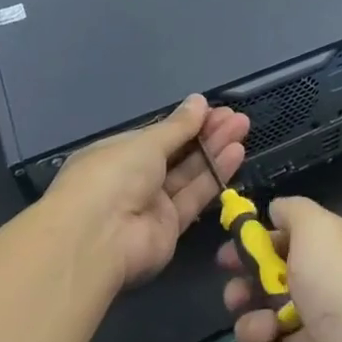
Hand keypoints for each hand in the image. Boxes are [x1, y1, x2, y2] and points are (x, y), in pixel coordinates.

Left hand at [51, 94, 248, 291]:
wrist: (98, 240)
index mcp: (117, 155)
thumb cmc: (113, 176)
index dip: (186, 123)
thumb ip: (178, 125)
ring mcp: (151, 205)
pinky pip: (194, 197)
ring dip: (215, 150)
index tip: (214, 109)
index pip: (157, 136)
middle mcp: (133, 180)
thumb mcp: (146, 142)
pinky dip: (215, 176)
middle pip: (177, 153)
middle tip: (236, 117)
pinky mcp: (169, 228)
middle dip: (206, 133)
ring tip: (243, 128)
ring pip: (189, 173)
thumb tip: (198, 101)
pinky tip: (236, 153)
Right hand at [220, 196, 341, 341]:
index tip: (230, 253)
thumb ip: (293, 211)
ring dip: (253, 326)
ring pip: (251, 326)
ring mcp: (303, 334)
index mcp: (327, 251)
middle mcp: (316, 289)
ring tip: (271, 329)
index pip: (282, 242)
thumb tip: (275, 209)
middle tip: (239, 295)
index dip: (254, 245)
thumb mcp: (318, 228)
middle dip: (242, 290)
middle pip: (260, 286)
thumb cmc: (341, 285)